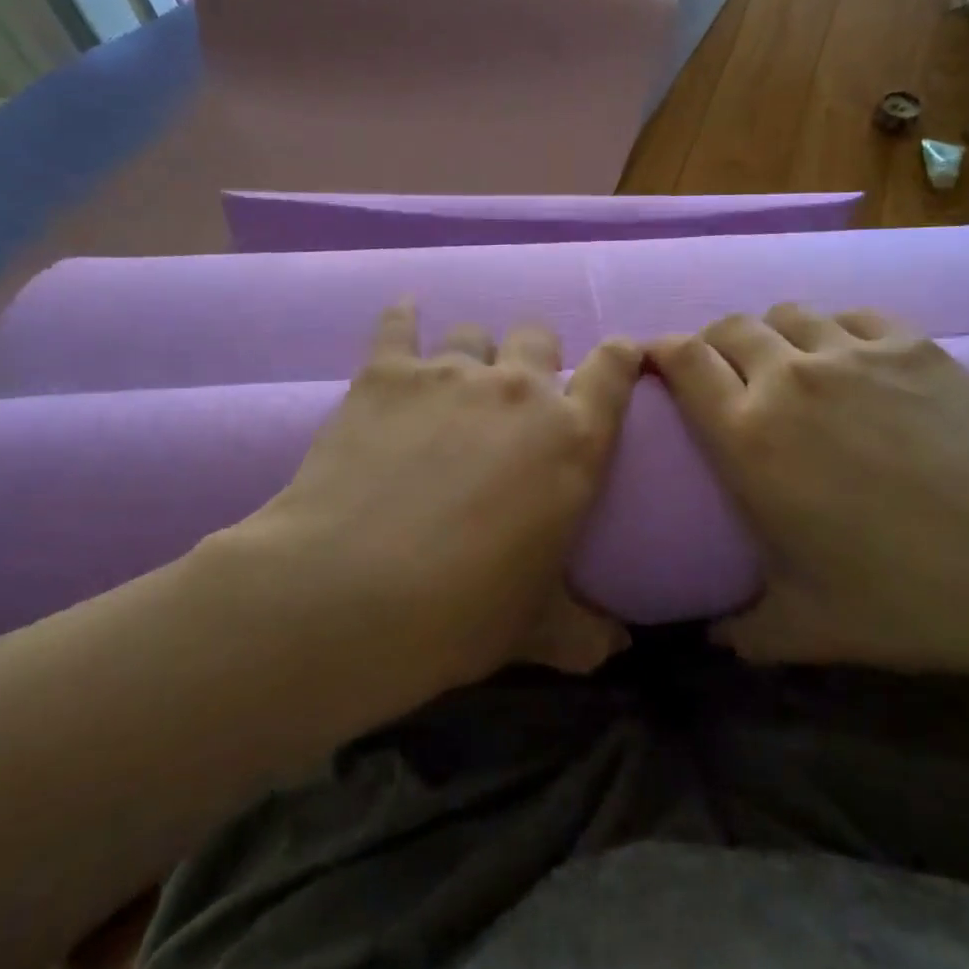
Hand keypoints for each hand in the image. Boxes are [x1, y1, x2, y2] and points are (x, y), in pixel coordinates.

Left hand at [248, 303, 640, 686]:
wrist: (348, 595)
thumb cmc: (460, 615)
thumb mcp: (536, 630)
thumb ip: (584, 633)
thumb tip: (616, 650)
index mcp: (571, 440)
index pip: (615, 369)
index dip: (620, 356)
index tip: (616, 360)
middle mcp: (518, 390)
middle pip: (538, 335)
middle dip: (533, 355)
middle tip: (513, 394)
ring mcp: (450, 373)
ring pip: (473, 331)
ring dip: (470, 353)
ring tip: (450, 385)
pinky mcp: (387, 371)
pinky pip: (399, 323)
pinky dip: (403, 319)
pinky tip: (403, 318)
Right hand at [648, 305, 968, 676]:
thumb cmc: (908, 598)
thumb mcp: (809, 628)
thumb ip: (746, 632)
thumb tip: (714, 638)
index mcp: (749, 437)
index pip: (682, 361)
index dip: (660, 352)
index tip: (656, 364)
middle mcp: (789, 379)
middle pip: (728, 327)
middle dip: (713, 343)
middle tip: (722, 374)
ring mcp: (852, 353)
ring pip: (787, 313)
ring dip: (772, 333)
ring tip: (785, 364)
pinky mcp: (910, 345)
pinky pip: (850, 315)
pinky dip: (834, 330)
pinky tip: (850, 360)